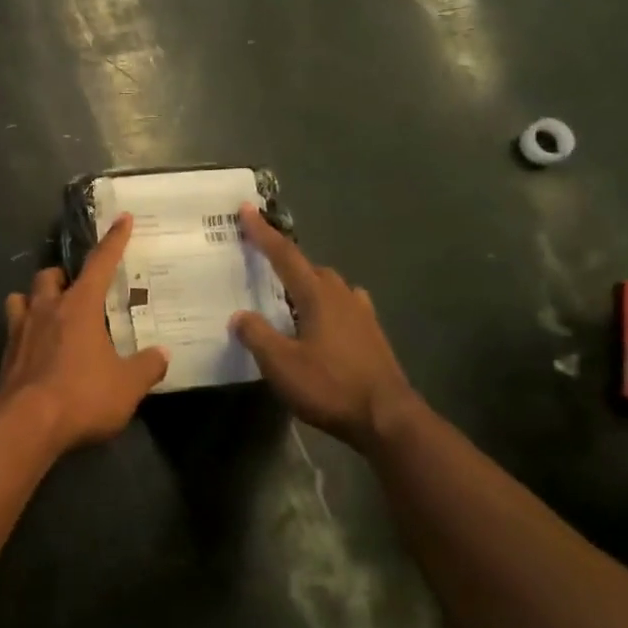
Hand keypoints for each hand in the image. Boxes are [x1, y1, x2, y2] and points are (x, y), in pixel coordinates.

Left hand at [0, 215, 168, 453]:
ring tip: (48, 313)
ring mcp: (20, 330)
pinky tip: (34, 348)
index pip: (100, 263)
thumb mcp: (127, 385)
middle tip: (77, 289)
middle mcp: (46, 309)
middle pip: (49, 276)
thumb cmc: (82, 396)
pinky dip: (23, 330)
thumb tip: (162, 354)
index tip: (123, 219)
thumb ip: (147, 367)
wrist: (26, 424)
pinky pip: (12, 329)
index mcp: (80, 306)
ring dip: (35, 299)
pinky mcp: (5, 355)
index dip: (114, 241)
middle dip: (63, 276)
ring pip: (21, 297)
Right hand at [231, 204, 421, 450]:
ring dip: (307, 285)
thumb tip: (240, 316)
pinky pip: (343, 306)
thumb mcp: (281, 363)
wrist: (387, 418)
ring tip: (287, 298)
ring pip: (330, 287)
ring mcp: (362, 314)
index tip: (246, 209)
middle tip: (261, 265)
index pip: (285, 255)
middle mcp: (342, 296)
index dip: (263, 233)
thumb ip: (257, 335)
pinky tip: (319, 324)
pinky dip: (325, 305)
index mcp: (318, 295)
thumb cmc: (330, 386)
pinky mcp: (372, 335)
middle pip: (310, 268)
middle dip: (286, 261)